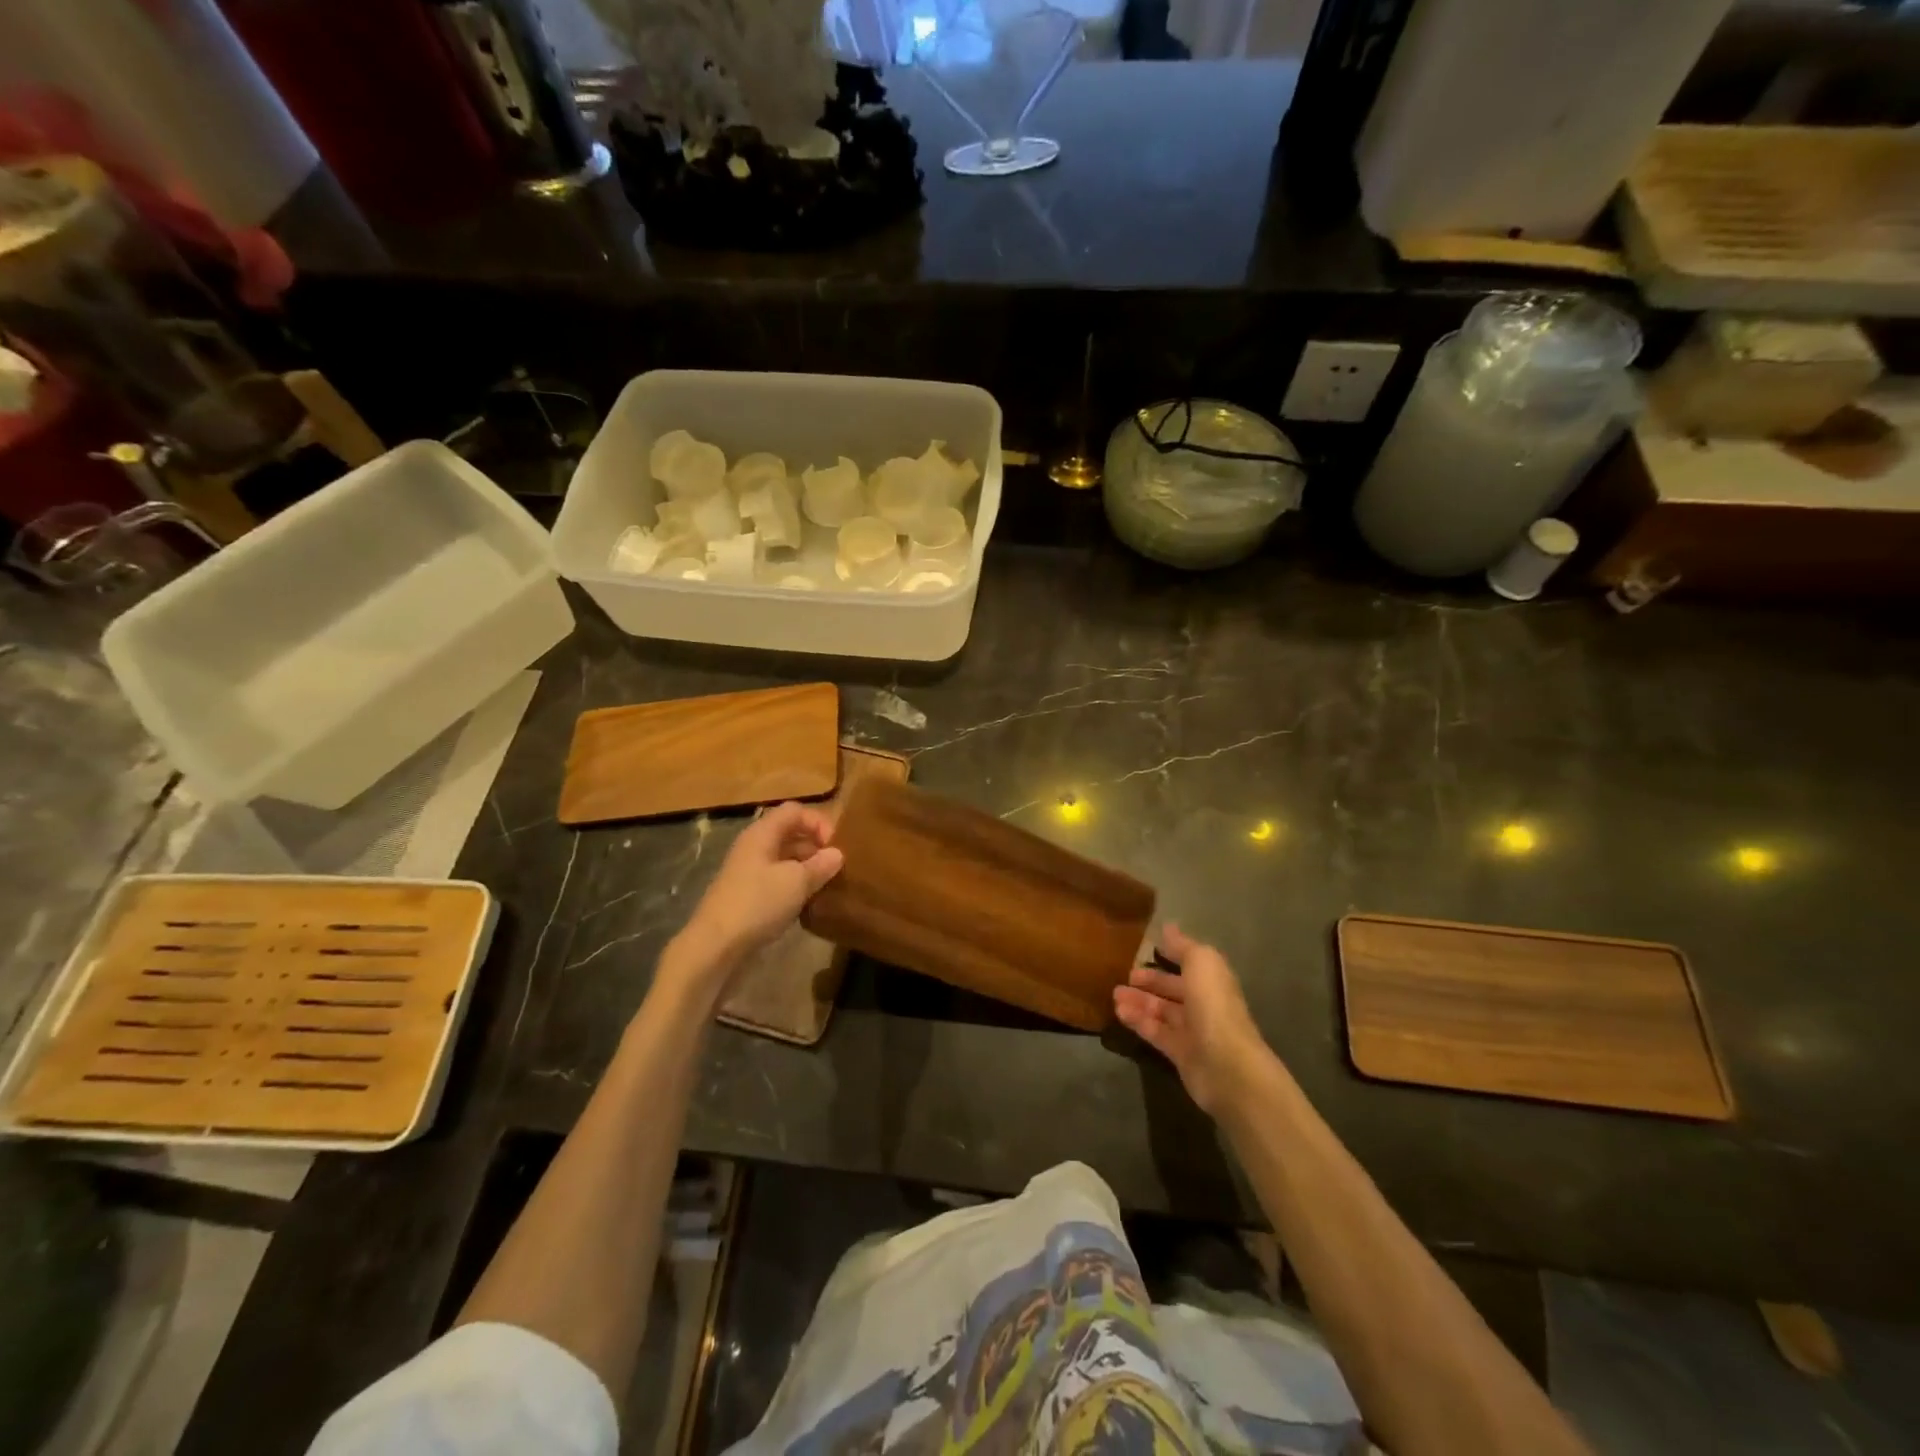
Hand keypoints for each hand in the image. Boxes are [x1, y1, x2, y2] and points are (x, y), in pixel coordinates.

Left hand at [677, 802, 843, 971]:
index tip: (835, 847)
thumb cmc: (758, 904)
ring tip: (826, 885)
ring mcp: (748, 872)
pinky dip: (795, 886)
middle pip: (790, 833)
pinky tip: (807, 902)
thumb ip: (820, 865)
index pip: (795, 811)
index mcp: (762, 834)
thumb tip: (838, 854)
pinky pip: (777, 880)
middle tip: (836, 868)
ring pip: (785, 858)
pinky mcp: (747, 895)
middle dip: (815, 846)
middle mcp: (754, 847)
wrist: (715, 946)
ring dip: (807, 867)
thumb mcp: (797, 882)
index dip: (818, 822)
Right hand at [1113, 923, 1272, 1117]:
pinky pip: (1155, 1033)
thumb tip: (1169, 928)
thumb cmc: (1214, 1006)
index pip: (1189, 964)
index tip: (1145, 950)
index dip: (1170, 956)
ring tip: (1114, 994)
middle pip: (1174, 989)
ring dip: (1139, 1001)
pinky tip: (1119, 1013)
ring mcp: (1193, 1031)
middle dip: (1151, 981)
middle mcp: (1204, 1004)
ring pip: (1162, 1011)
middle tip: (1125, 975)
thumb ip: (1183, 946)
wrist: (1227, 1066)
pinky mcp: (1180, 1054)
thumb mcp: (1201, 963)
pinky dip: (1138, 1021)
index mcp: (1212, 980)